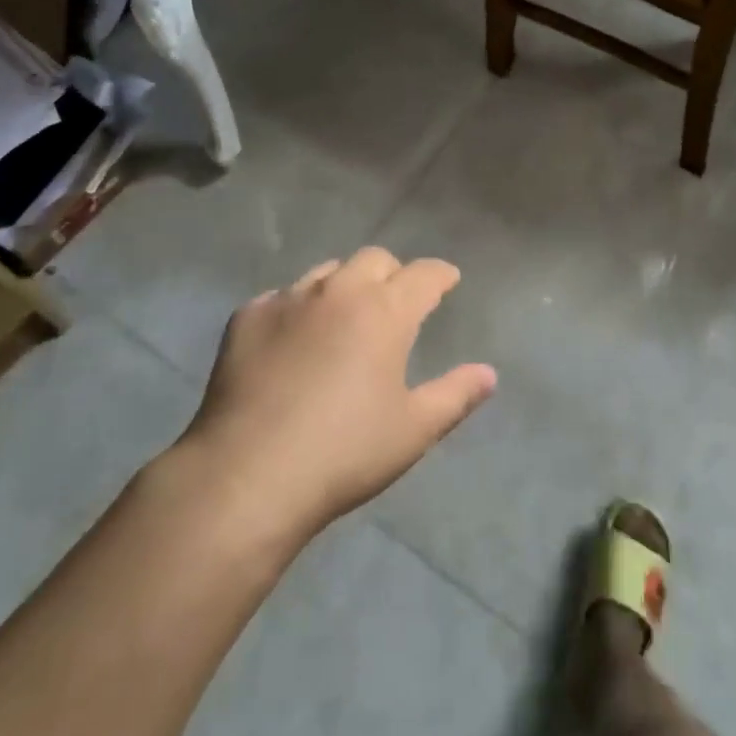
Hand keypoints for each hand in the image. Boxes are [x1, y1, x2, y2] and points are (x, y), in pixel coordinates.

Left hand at [178, 248, 496, 551]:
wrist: (246, 476)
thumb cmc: (344, 454)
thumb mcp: (413, 430)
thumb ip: (455, 395)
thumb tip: (489, 373)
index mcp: (385, 311)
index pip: (424, 274)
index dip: (440, 275)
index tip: (447, 280)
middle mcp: (339, 291)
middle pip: (374, 259)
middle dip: (392, 273)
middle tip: (396, 301)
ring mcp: (289, 299)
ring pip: (327, 272)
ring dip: (344, 285)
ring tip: (344, 317)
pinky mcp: (247, 317)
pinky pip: (282, 297)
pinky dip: (297, 310)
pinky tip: (292, 341)